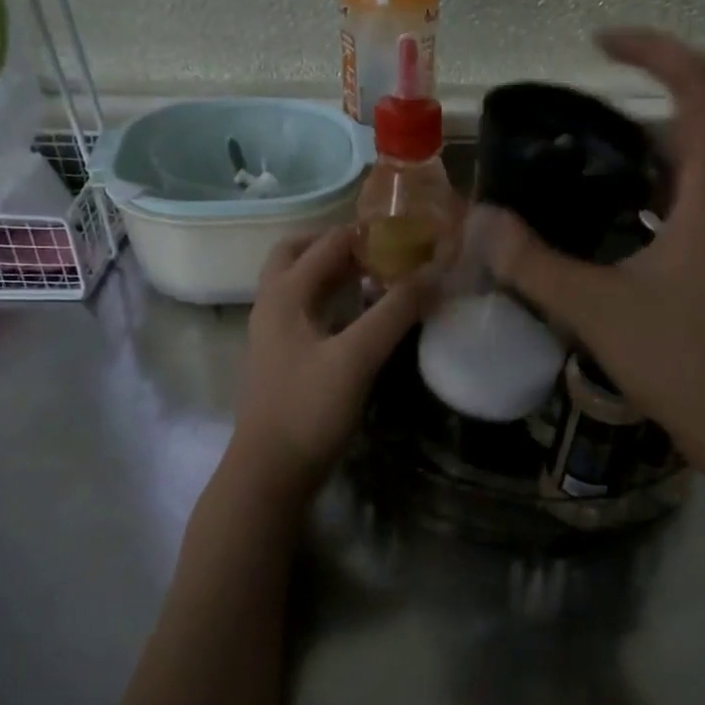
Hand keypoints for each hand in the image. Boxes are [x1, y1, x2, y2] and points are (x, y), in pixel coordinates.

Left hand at [231, 225, 433, 492]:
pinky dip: (332, 299)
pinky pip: (306, 311)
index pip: (326, 244)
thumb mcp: (356, 358)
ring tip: (377, 274)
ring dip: (333, 271)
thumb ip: (394, 313)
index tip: (408, 231)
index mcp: (283, 295)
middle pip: (297, 255)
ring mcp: (274, 334)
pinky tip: (360, 316)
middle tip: (379, 248)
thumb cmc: (308, 410)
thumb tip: (434, 273)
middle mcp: (272, 306)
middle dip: (337, 244)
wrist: (269, 473)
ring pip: (300, 284)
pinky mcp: (283, 359)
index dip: (366, 233)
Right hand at [486, 27, 704, 463]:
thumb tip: (478, 222)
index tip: (599, 44)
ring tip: (578, 170)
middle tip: (569, 123)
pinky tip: (609, 227)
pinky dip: (652, 197)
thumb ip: (533, 263)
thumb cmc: (683, 363)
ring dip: (641, 157)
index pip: (700, 85)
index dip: (653, 49)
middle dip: (634, 107)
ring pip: (692, 170)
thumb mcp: (596, 310)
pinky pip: (693, 206)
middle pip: (694, 123)